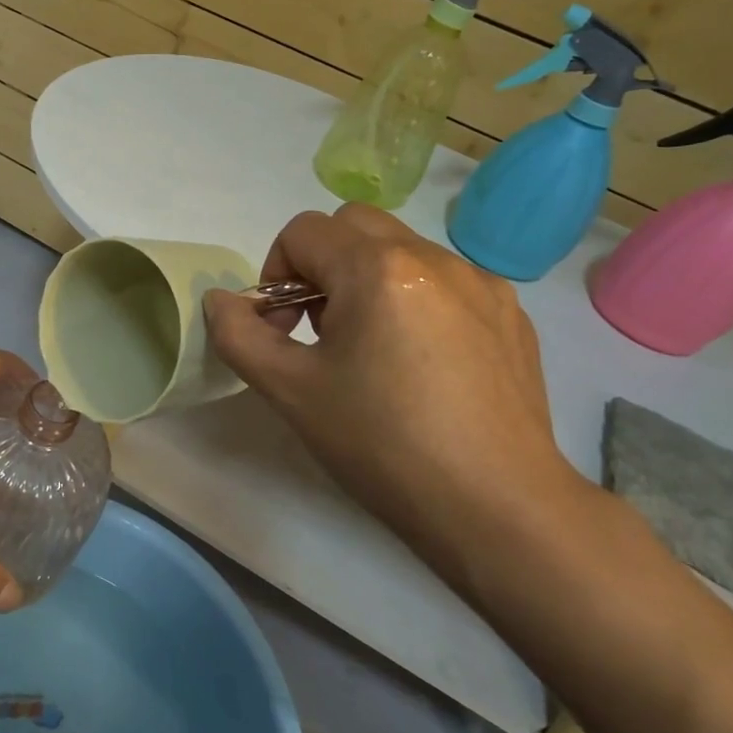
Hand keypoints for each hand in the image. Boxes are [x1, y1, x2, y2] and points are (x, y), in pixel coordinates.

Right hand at [203, 205, 587, 547]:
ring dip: (368, 282)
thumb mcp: (290, 391)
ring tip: (373, 353)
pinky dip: (415, 303)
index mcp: (377, 268)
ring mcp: (482, 284)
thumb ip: (239, 335)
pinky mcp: (511, 316)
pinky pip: (445, 283)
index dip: (276, 274)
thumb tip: (220, 301)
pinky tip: (422, 367)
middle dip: (321, 265)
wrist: (496, 507)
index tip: (284, 331)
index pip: (303, 231)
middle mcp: (434, 258)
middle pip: (354, 225)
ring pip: (402, 251)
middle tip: (322, 332)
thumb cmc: (382, 444)